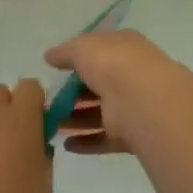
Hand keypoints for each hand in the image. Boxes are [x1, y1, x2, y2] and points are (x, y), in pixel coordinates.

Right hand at [43, 29, 192, 155]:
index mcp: (124, 48)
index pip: (100, 51)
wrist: (143, 100)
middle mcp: (131, 75)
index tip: (56, 69)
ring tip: (50, 123)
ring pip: (99, 113)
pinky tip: (66, 145)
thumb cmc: (112, 64)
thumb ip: (64, 52)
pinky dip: (86, 142)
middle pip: (98, 85)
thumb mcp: (82, 48)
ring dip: (75, 119)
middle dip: (73, 93)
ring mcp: (132, 106)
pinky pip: (105, 139)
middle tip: (49, 100)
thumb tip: (50, 56)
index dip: (78, 58)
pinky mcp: (131, 135)